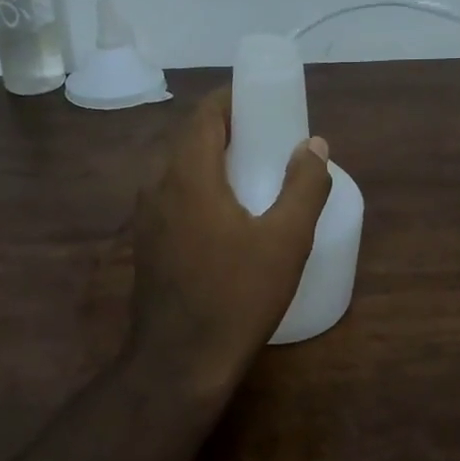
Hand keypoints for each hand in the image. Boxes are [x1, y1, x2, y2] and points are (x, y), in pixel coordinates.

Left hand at [126, 87, 332, 397]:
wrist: (181, 362)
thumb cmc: (237, 296)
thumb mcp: (286, 240)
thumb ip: (304, 186)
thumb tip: (313, 144)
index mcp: (188, 175)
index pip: (205, 114)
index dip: (233, 98)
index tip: (264, 99)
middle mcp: (158, 187)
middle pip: (191, 139)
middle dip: (228, 128)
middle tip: (268, 135)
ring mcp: (147, 218)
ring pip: (180, 169)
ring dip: (213, 159)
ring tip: (253, 171)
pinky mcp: (147, 244)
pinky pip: (174, 197)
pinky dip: (201, 188)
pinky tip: (228, 214)